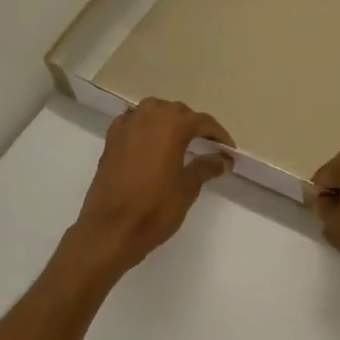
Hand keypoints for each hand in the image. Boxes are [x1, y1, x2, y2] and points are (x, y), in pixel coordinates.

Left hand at [67, 100, 233, 278]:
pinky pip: (132, 121)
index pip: (202, 121)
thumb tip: (223, 159)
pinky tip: (149, 141)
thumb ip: (206, 167)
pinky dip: (145, 125)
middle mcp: (148, 118)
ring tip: (179, 140)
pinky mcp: (110, 141)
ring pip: (152, 111)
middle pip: (177, 111)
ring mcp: (126, 127)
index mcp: (171, 126)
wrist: (111, 229)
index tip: (228, 150)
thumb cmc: (154, 209)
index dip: (218, 135)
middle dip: (193, 124)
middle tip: (207, 145)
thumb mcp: (187, 188)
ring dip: (168, 120)